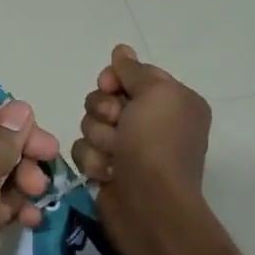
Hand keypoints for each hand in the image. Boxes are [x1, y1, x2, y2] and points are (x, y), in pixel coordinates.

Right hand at [73, 45, 211, 206]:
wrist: (148, 204)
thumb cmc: (156, 144)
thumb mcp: (156, 93)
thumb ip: (134, 70)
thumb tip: (121, 50)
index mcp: (171, 101)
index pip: (131, 74)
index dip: (115, 79)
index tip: (111, 85)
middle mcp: (151, 122)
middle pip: (104, 98)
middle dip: (103, 110)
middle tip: (117, 125)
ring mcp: (127, 147)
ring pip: (89, 123)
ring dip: (98, 137)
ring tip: (113, 155)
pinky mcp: (107, 168)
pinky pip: (83, 150)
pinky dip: (92, 160)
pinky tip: (106, 172)